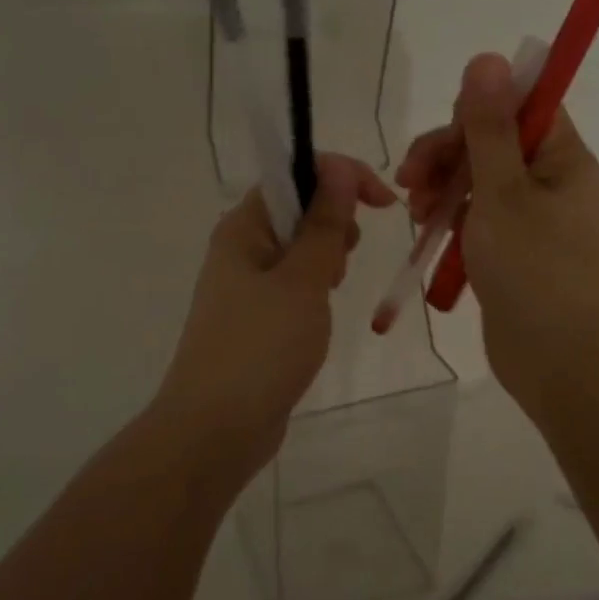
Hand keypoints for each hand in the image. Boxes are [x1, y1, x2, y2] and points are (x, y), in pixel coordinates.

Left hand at [156, 153, 395, 482]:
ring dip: (327, 257)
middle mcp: (240, 248)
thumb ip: (324, 223)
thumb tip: (339, 170)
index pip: (293, 174)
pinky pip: (293, 284)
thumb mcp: (302, 280)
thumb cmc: (260, 347)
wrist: (215, 429)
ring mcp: (246, 285)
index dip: (341, 177)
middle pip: (298, 208)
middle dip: (335, 222)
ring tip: (330, 292)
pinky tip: (320, 312)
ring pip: (299, 248)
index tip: (383, 202)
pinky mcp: (256, 318)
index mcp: (243, 227)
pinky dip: (315, 287)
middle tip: (344, 260)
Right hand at [396, 53, 598, 402]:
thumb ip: (488, 127)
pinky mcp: (513, 251)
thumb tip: (488, 58)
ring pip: (478, 181)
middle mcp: (550, 181)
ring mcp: (532, 219)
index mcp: (561, 157)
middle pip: (491, 143)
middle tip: (410, 181)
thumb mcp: (502, 191)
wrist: (560, 361)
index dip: (477, 112)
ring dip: (442, 187)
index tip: (446, 139)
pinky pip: (477, 218)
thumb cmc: (534, 270)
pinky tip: (426, 232)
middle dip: (446, 155)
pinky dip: (451, 219)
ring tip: (416, 213)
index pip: (520, 106)